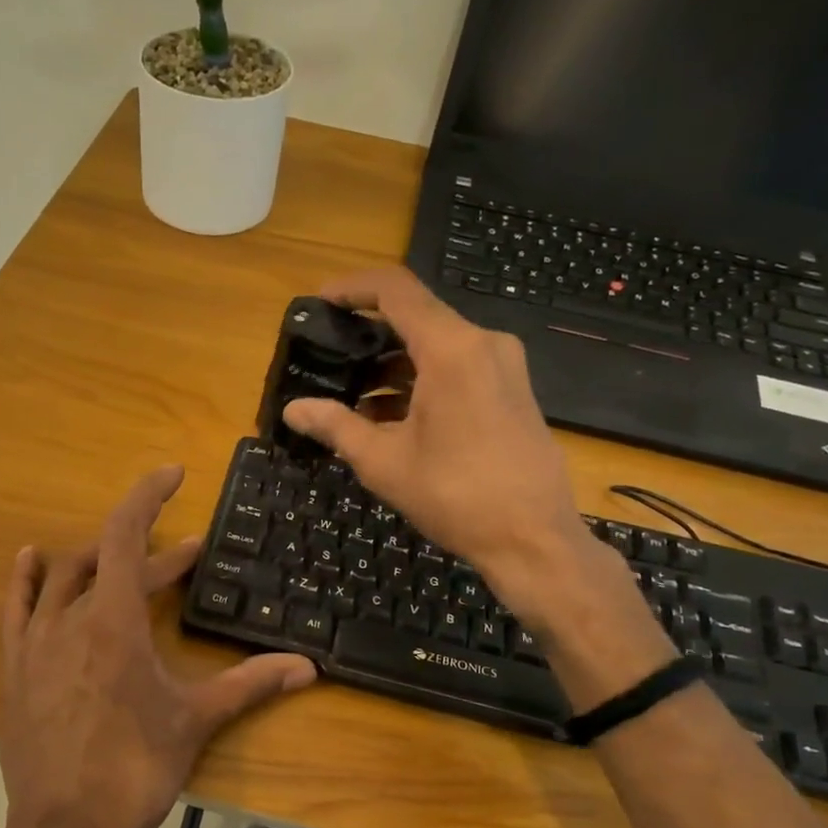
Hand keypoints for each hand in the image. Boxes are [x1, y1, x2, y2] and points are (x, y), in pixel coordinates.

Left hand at [0, 465, 315, 827]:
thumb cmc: (135, 769)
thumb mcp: (195, 720)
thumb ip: (250, 684)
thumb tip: (307, 666)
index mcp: (114, 622)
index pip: (126, 535)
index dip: (147, 496)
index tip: (171, 474)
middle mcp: (69, 618)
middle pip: (107, 561)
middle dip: (151, 553)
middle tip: (188, 556)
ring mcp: (34, 643)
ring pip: (63, 578)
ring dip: (99, 562)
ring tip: (128, 560)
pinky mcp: (14, 669)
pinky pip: (13, 608)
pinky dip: (24, 578)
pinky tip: (30, 557)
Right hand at [282, 269, 671, 700]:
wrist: (535, 539)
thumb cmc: (455, 496)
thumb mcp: (384, 462)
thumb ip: (335, 427)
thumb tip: (293, 410)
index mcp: (452, 349)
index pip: (395, 289)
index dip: (352, 288)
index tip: (320, 302)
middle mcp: (483, 343)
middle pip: (417, 315)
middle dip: (369, 332)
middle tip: (330, 355)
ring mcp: (504, 365)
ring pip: (438, 343)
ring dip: (394, 362)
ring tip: (354, 395)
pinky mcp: (513, 389)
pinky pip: (459, 365)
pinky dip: (422, 378)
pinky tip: (393, 415)